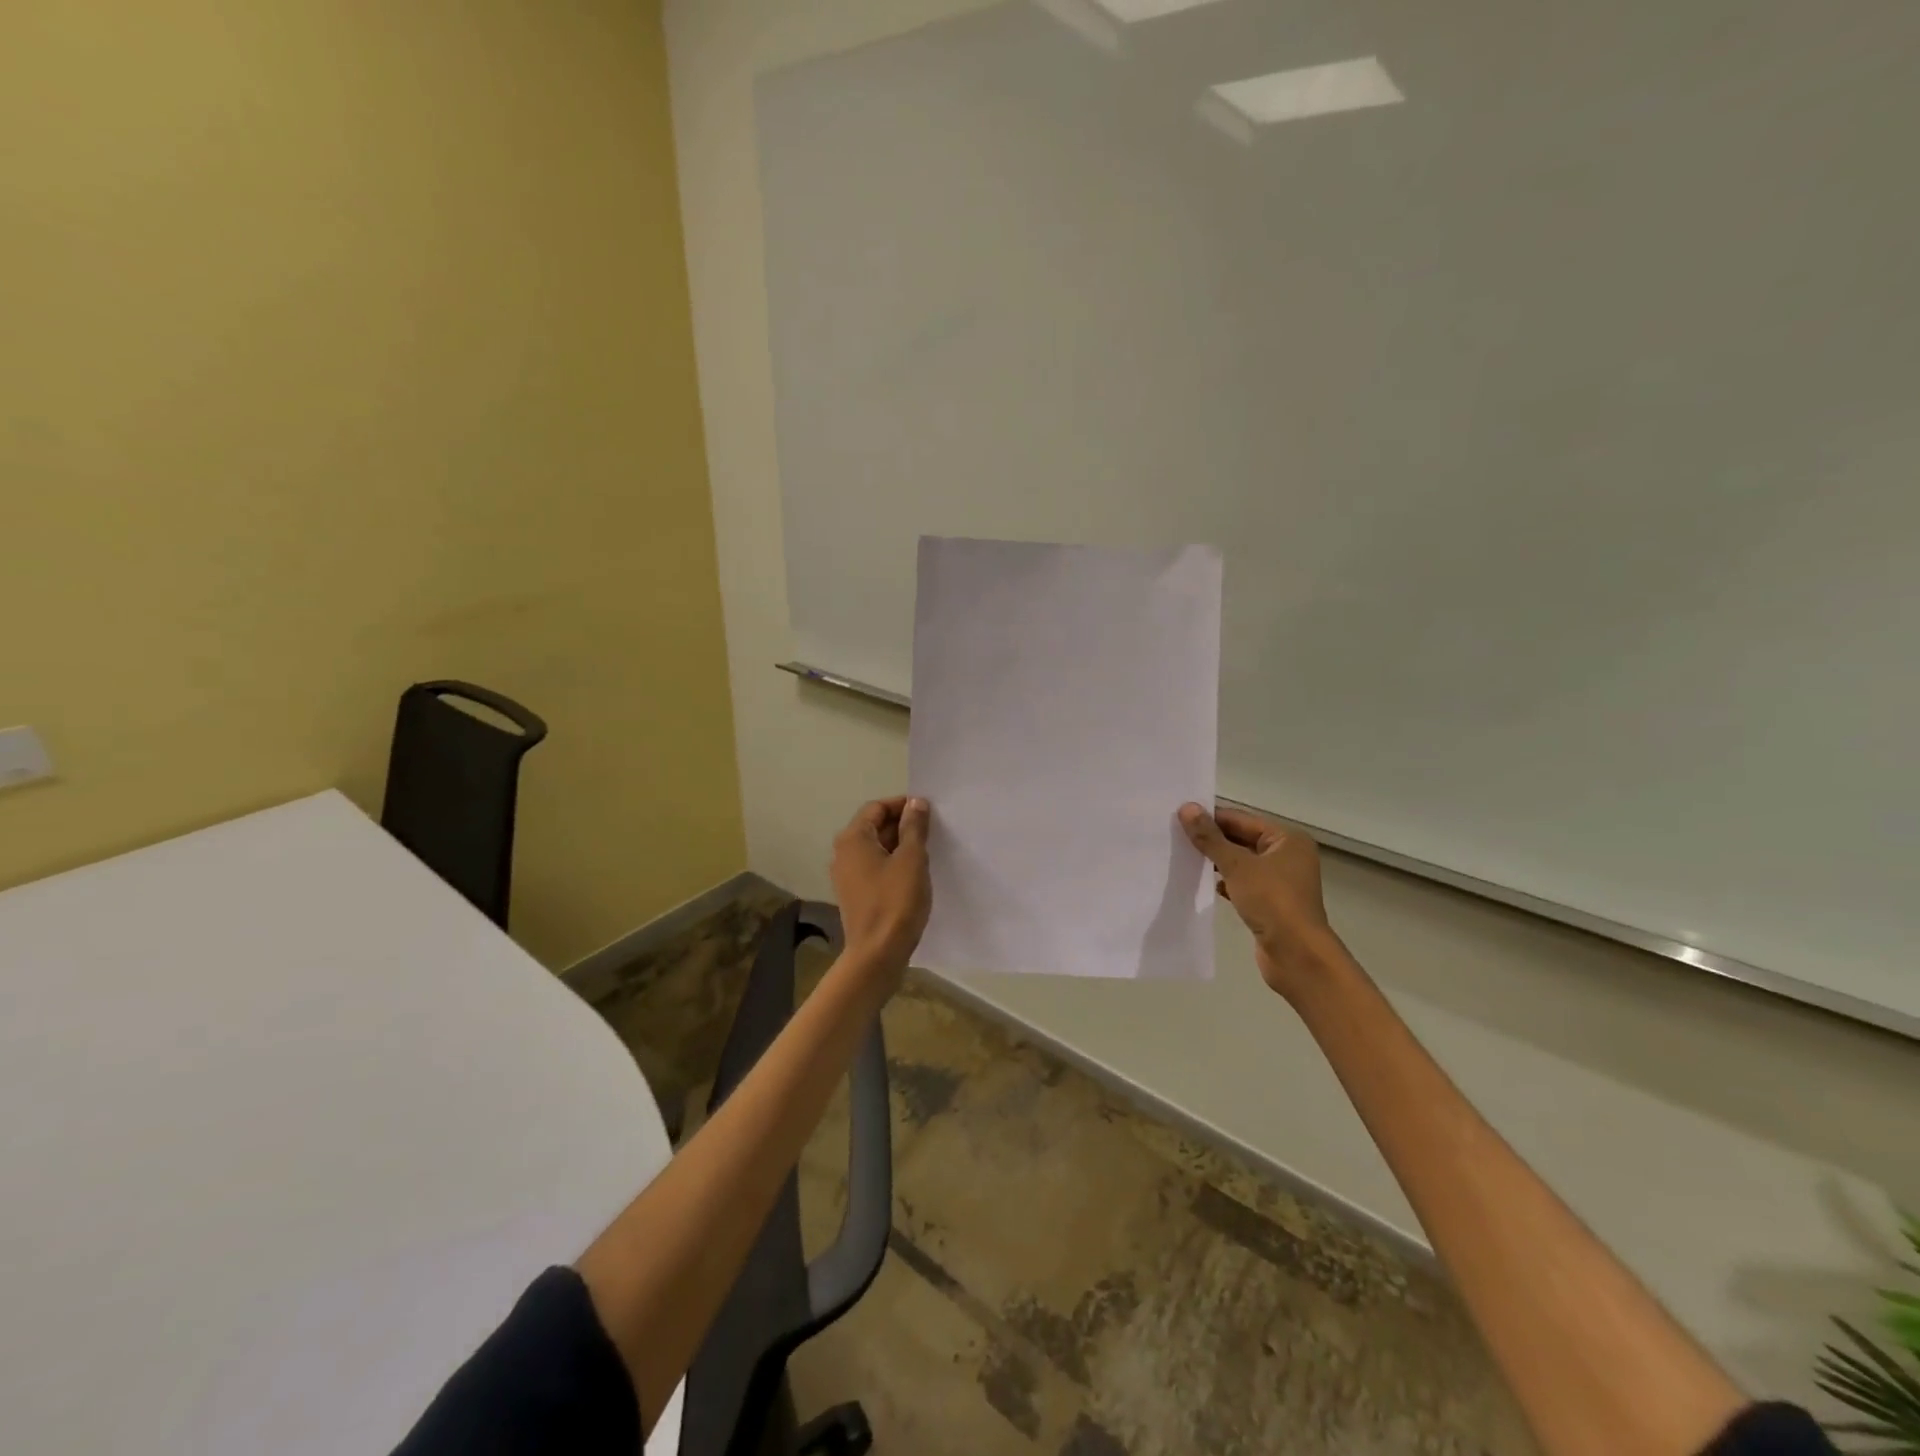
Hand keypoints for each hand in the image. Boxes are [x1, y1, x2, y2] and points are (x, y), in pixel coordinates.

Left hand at [831, 797, 932, 982]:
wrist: (877, 954)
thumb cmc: (895, 901)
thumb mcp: (911, 859)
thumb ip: (914, 827)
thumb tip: (915, 802)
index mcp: (853, 838)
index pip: (877, 807)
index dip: (902, 805)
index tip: (928, 811)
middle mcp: (843, 853)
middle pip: (874, 826)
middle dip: (902, 824)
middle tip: (932, 830)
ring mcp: (846, 875)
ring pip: (875, 848)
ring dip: (899, 845)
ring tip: (927, 851)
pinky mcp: (854, 894)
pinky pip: (874, 867)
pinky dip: (893, 863)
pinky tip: (913, 874)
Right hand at [1179, 802, 1345, 998]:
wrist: (1296, 954)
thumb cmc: (1272, 901)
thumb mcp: (1236, 865)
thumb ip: (1210, 837)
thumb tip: (1186, 808)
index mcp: (1287, 839)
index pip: (1241, 820)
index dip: (1211, 817)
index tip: (1179, 816)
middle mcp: (1287, 856)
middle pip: (1242, 840)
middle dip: (1212, 840)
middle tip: (1175, 836)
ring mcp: (1280, 881)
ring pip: (1241, 863)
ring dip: (1216, 862)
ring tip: (1183, 857)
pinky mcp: (1271, 903)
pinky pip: (1242, 884)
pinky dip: (1224, 882)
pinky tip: (1201, 883)